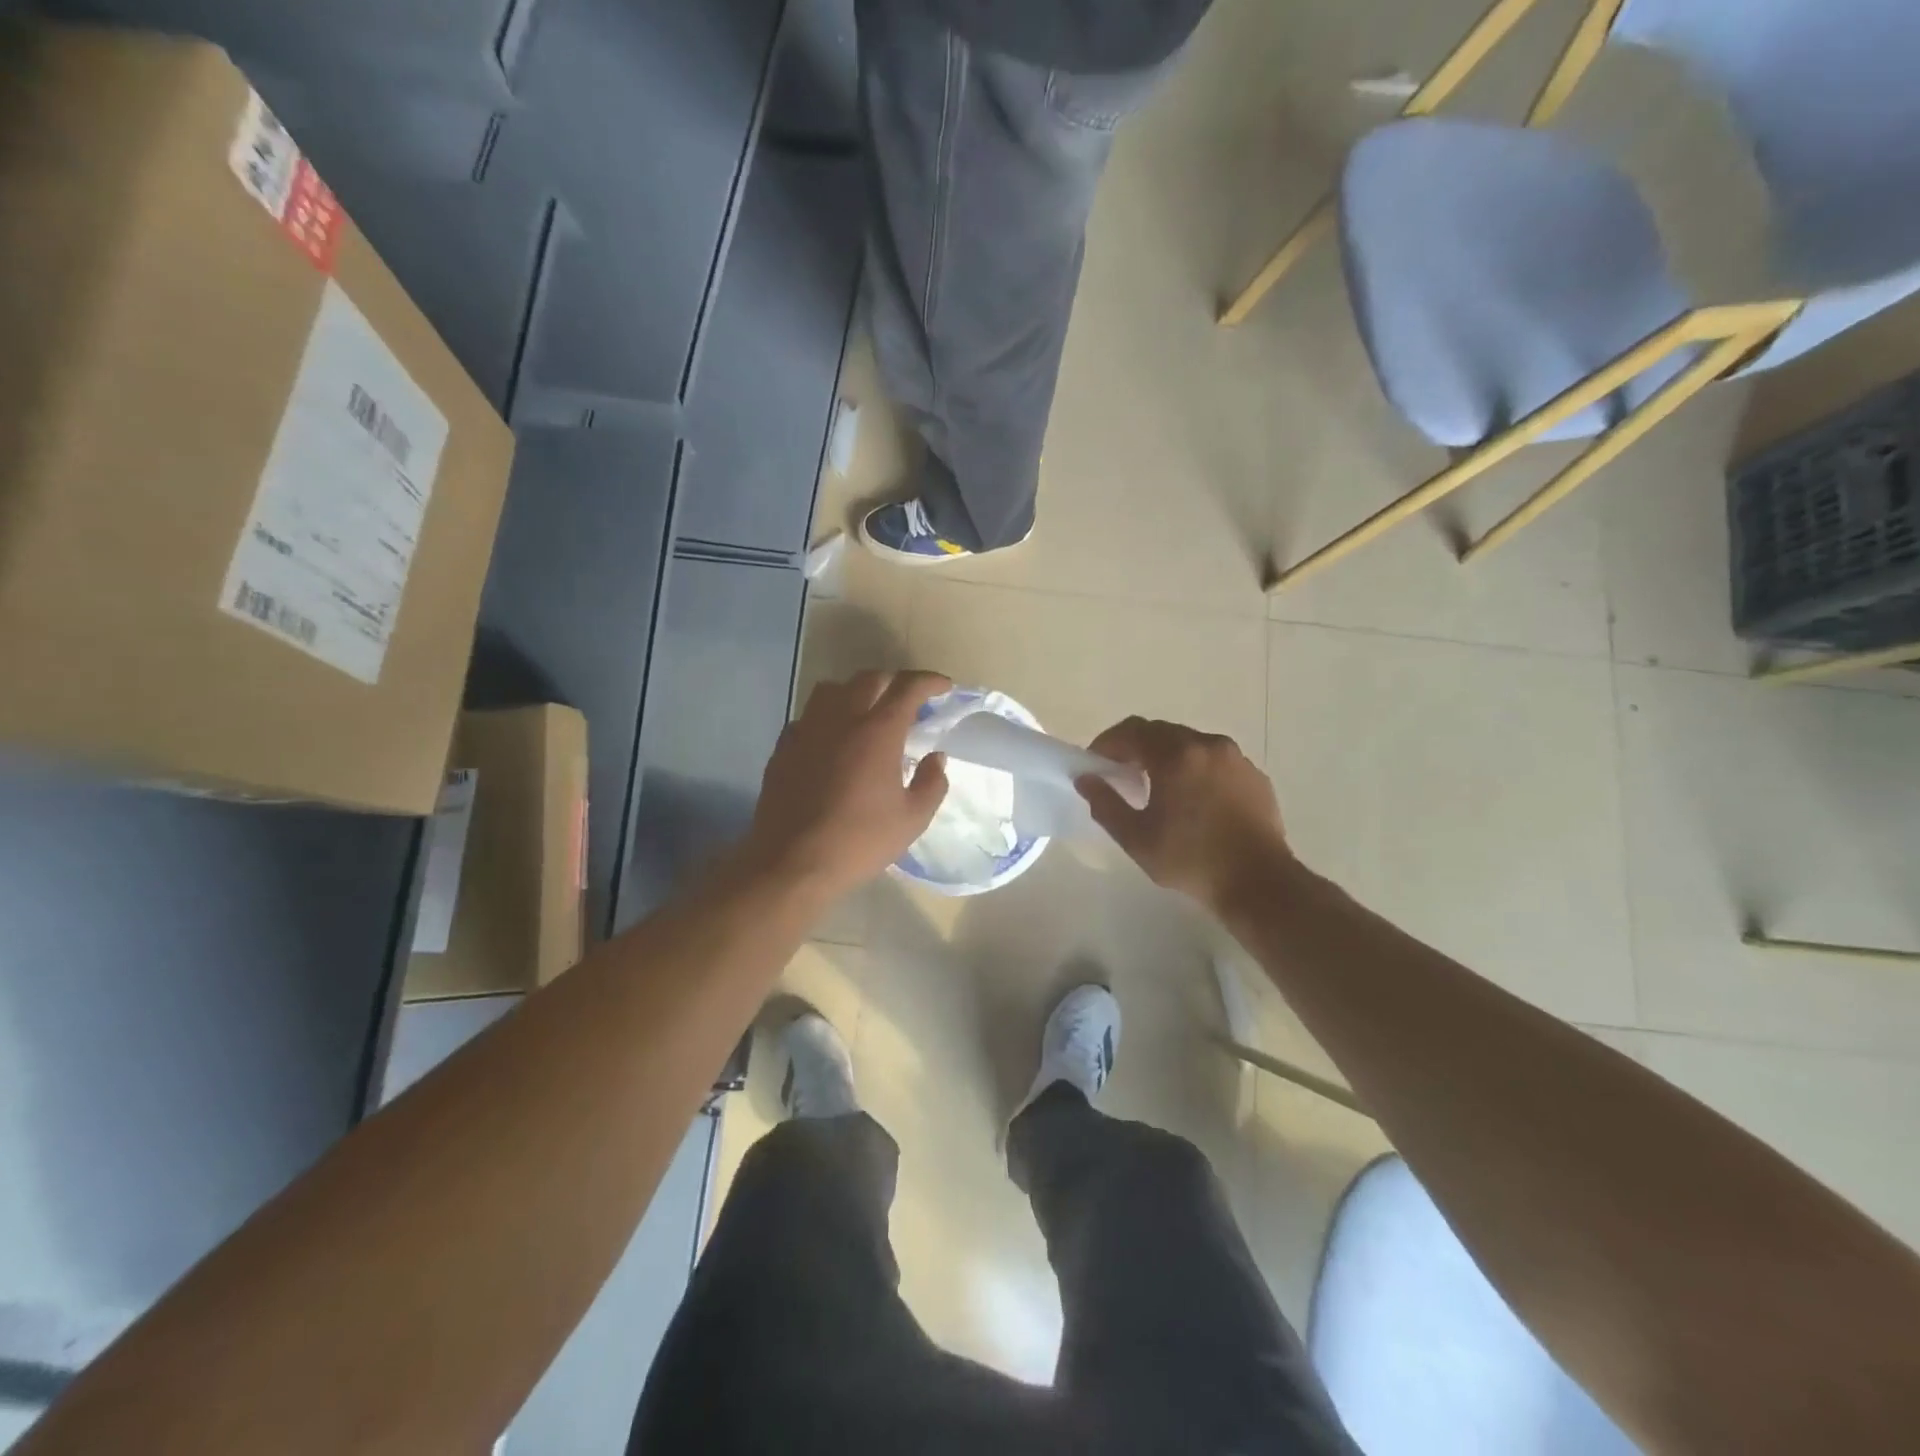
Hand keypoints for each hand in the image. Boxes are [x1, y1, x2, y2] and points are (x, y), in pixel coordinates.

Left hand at [745, 670, 951, 899]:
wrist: (792, 862)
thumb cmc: (859, 841)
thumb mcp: (912, 819)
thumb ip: (931, 783)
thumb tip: (936, 758)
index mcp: (878, 732)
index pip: (907, 688)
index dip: (929, 681)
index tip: (944, 687)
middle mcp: (841, 719)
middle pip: (868, 679)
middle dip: (893, 682)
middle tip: (908, 699)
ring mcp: (807, 730)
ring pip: (831, 690)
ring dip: (855, 691)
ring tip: (866, 710)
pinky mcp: (784, 747)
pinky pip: (808, 716)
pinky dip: (826, 717)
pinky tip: (832, 739)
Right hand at [1076, 717, 1289, 911]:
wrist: (1259, 882)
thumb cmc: (1190, 859)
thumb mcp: (1136, 838)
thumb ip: (1105, 804)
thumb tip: (1085, 779)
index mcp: (1176, 755)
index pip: (1132, 731)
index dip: (1108, 742)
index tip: (1095, 763)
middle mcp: (1207, 745)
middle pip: (1162, 732)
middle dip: (1136, 747)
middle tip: (1122, 773)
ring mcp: (1236, 759)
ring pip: (1191, 744)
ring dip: (1167, 756)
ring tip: (1158, 787)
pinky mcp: (1254, 776)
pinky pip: (1216, 761)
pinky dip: (1196, 769)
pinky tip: (1193, 799)